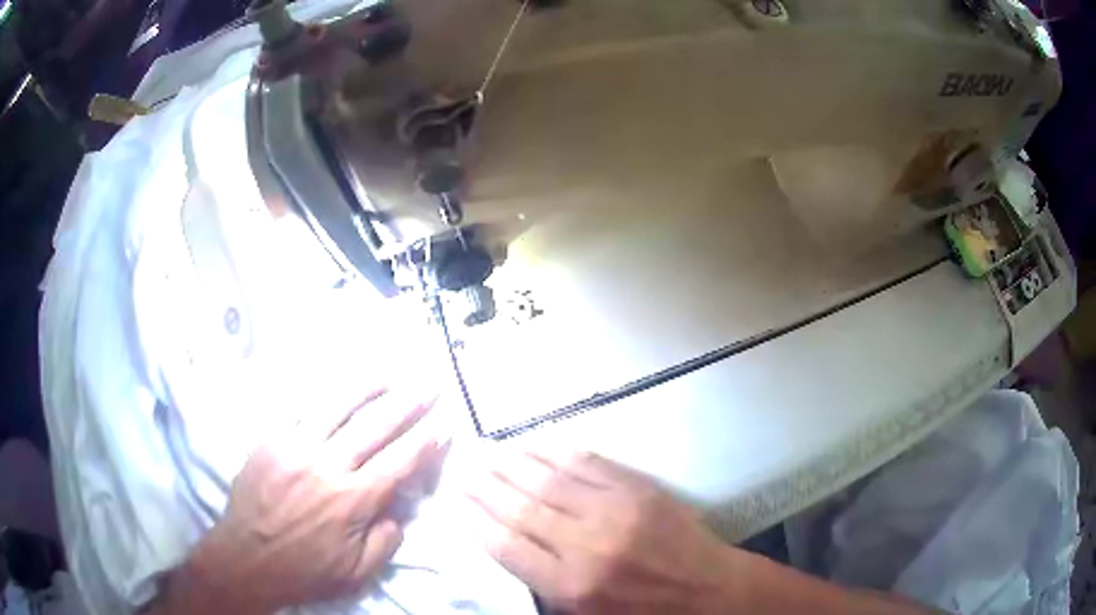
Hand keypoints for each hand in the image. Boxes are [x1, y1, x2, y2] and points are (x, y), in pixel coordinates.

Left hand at [153, 389, 442, 614]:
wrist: (247, 558)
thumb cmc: (305, 570)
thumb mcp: (357, 573)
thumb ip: (385, 541)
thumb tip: (397, 511)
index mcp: (352, 500)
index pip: (399, 463)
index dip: (425, 443)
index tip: (444, 425)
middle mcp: (327, 466)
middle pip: (375, 427)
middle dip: (408, 404)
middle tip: (429, 385)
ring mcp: (295, 447)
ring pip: (337, 407)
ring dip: (367, 388)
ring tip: (388, 374)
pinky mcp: (271, 441)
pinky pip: (299, 411)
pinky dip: (323, 397)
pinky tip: (336, 388)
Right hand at [464, 448, 738, 613]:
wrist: (707, 588)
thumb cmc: (643, 611)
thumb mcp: (586, 614)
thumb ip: (544, 583)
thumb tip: (507, 542)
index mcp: (571, 585)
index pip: (506, 546)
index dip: (476, 520)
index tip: (457, 502)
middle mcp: (586, 545)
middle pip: (521, 508)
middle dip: (486, 487)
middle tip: (463, 470)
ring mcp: (615, 510)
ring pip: (549, 480)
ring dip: (513, 464)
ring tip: (488, 454)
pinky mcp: (638, 489)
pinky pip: (588, 463)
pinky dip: (556, 452)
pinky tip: (536, 446)